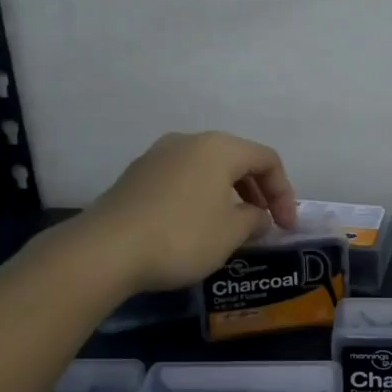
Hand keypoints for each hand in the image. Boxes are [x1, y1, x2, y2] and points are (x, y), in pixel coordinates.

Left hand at [81, 131, 298, 292]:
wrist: (105, 250)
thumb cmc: (181, 236)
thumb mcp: (230, 233)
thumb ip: (254, 219)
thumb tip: (257, 216)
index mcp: (218, 147)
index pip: (266, 159)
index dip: (284, 192)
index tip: (286, 227)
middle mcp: (188, 141)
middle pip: (236, 160)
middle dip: (257, 192)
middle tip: (264, 225)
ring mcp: (157, 156)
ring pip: (207, 170)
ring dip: (228, 195)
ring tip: (232, 228)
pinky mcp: (136, 177)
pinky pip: (182, 180)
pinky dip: (200, 198)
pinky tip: (196, 227)